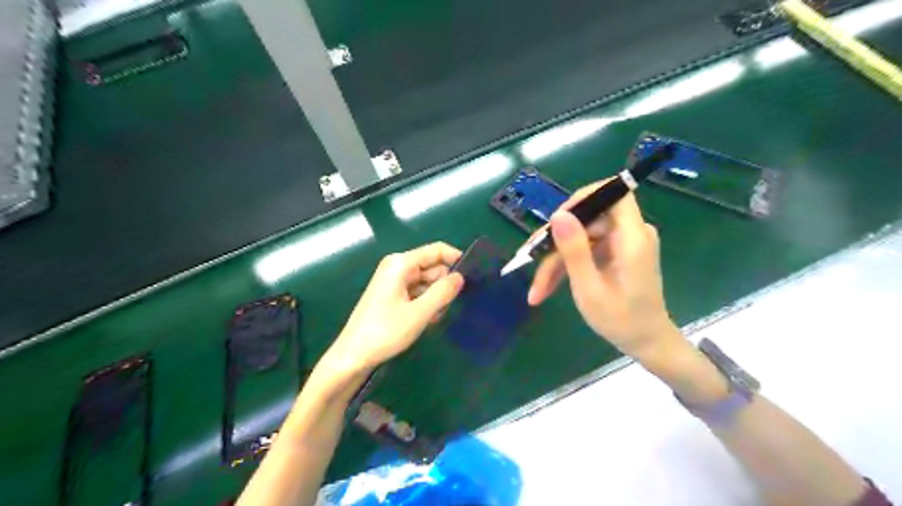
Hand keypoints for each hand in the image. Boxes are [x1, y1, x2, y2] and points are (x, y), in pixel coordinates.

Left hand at [322, 240, 463, 374]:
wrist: (353, 356)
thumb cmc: (385, 332)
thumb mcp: (419, 313)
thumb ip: (443, 293)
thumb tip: (461, 277)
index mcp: (401, 263)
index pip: (437, 250)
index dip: (456, 259)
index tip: (474, 277)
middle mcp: (398, 267)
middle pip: (433, 267)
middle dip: (444, 285)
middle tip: (448, 307)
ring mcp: (394, 281)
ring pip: (427, 282)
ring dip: (435, 298)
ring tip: (433, 318)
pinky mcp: (393, 295)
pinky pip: (418, 292)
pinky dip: (425, 304)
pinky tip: (425, 321)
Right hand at [529, 182, 676, 358]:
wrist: (646, 343)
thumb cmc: (621, 321)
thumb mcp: (589, 288)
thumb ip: (574, 250)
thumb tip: (558, 214)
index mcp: (632, 238)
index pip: (614, 193)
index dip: (584, 198)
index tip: (557, 219)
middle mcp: (630, 234)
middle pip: (588, 220)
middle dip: (556, 241)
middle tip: (529, 260)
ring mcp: (621, 244)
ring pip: (580, 238)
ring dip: (556, 260)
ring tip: (537, 289)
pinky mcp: (614, 253)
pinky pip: (585, 250)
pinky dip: (566, 266)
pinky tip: (547, 287)